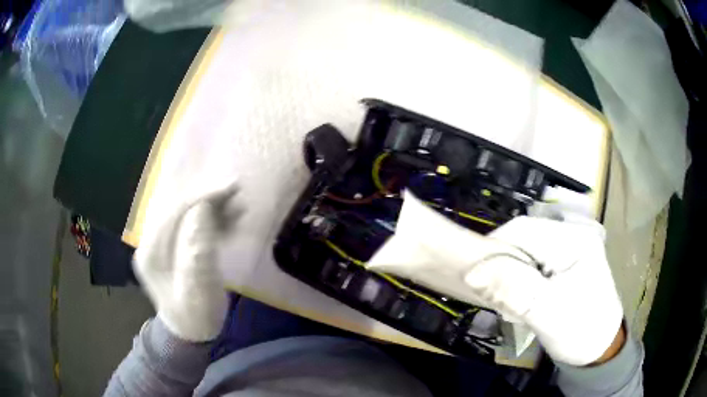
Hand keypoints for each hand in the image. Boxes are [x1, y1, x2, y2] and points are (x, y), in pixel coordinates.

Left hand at [134, 183, 239, 341]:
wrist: (190, 333)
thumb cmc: (196, 317)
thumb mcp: (199, 291)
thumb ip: (197, 251)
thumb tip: (202, 210)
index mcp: (151, 252)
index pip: (174, 211)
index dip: (202, 196)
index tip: (231, 188)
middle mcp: (150, 241)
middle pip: (178, 207)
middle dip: (207, 197)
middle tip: (236, 192)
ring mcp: (159, 243)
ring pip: (184, 212)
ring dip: (210, 207)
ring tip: (236, 208)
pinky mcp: (170, 247)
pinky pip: (189, 224)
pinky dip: (209, 219)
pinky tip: (228, 221)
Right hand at [466, 216, 623, 365]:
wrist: (600, 347)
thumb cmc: (580, 333)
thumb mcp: (547, 315)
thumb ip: (514, 291)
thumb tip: (472, 273)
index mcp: (575, 238)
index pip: (522, 230)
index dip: (494, 251)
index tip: (478, 282)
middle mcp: (574, 230)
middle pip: (523, 236)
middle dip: (505, 266)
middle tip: (500, 298)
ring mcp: (571, 241)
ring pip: (525, 247)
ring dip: (512, 272)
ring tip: (513, 300)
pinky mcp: (567, 254)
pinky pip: (533, 256)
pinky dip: (521, 275)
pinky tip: (525, 294)